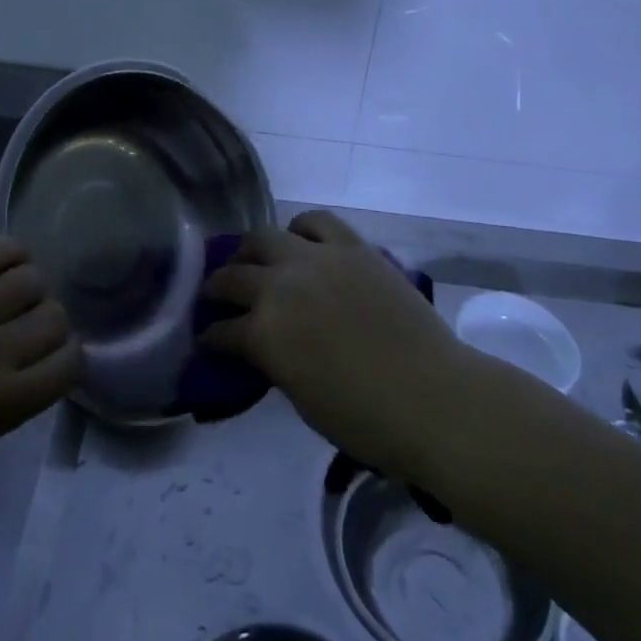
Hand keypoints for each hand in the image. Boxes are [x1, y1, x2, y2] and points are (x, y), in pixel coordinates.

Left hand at [0, 237, 78, 544]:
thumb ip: (5, 406)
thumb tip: (33, 367)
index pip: (67, 363)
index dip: (66, 362)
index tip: (52, 364)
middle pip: (53, 315)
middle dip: (50, 326)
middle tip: (27, 334)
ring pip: (27, 278)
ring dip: (29, 292)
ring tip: (10, 300)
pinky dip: (7, 256)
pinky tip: (3, 267)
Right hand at [198, 210, 468, 484]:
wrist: (432, 398)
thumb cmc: (365, 420)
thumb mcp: (301, 399)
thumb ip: (274, 362)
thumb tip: (263, 348)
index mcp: (263, 332)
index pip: (221, 331)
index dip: (210, 339)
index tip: (207, 342)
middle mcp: (281, 285)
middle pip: (233, 274)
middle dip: (218, 288)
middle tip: (217, 297)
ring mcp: (317, 258)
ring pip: (265, 237)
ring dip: (251, 251)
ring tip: (252, 260)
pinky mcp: (351, 246)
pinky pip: (315, 221)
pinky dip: (300, 229)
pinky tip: (299, 241)